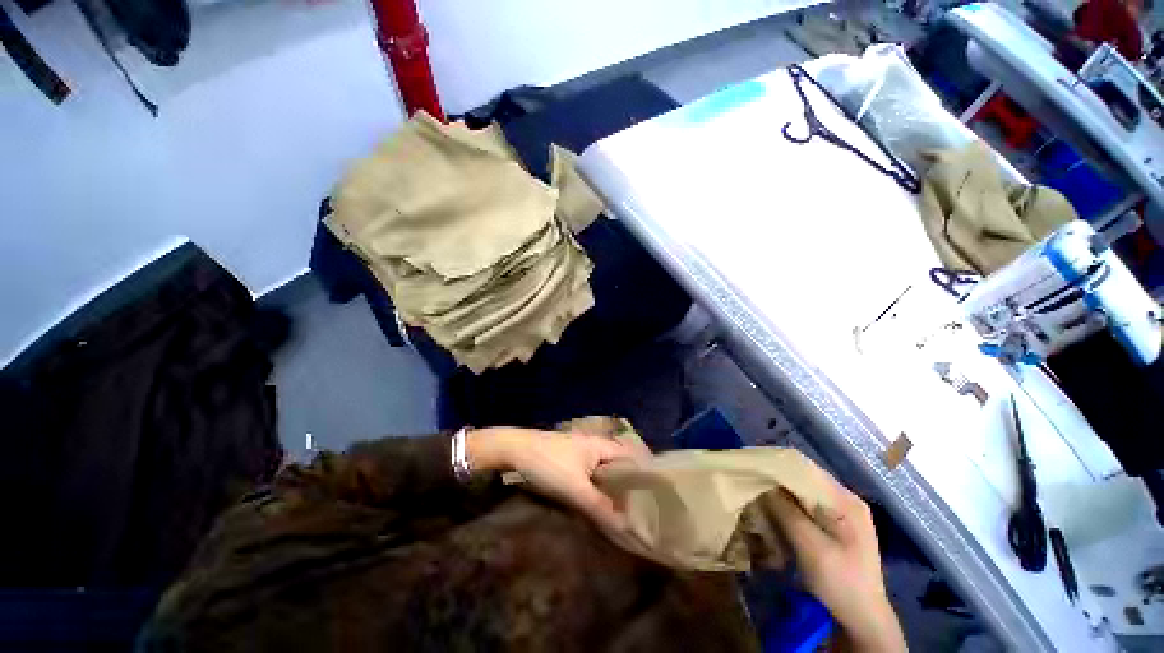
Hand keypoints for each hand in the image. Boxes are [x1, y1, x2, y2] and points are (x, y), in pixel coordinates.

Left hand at [466, 427, 644, 533]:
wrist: (514, 450)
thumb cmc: (548, 464)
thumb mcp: (575, 489)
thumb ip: (600, 507)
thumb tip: (626, 526)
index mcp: (601, 446)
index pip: (630, 459)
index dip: (642, 477)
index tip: (653, 500)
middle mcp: (594, 445)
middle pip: (617, 466)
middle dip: (626, 487)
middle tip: (638, 512)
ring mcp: (580, 451)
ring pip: (602, 471)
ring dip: (609, 488)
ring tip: (621, 511)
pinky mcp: (568, 458)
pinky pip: (589, 473)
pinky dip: (595, 486)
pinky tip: (595, 502)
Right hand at [766, 476, 905, 651]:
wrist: (862, 619)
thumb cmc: (840, 582)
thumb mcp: (811, 546)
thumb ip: (787, 511)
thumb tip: (762, 484)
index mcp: (846, 501)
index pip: (807, 469)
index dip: (779, 465)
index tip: (752, 466)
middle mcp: (844, 501)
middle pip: (805, 479)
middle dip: (777, 480)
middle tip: (751, 481)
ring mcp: (841, 514)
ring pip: (803, 493)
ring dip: (781, 494)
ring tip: (757, 494)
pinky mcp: (834, 526)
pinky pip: (806, 507)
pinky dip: (788, 506)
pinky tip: (774, 511)